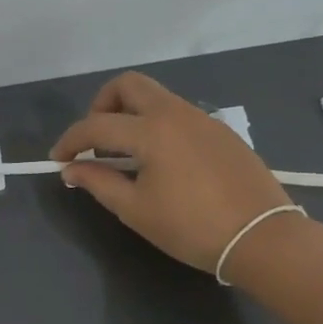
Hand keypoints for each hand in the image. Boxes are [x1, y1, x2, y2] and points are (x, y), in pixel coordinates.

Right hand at [50, 72, 297, 272]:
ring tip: (125, 154)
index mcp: (151, 130)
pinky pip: (178, 114)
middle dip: (102, 105)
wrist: (263, 238)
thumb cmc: (192, 227)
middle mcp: (176, 113)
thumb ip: (99, 183)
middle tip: (95, 140)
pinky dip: (156, 125)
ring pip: (156, 97)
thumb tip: (72, 169)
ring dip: (130, 114)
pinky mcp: (221, 132)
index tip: (58, 159)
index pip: (96, 125)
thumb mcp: (136, 210)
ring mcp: (203, 119)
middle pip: (128, 85)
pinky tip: (160, 160)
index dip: (71, 140)